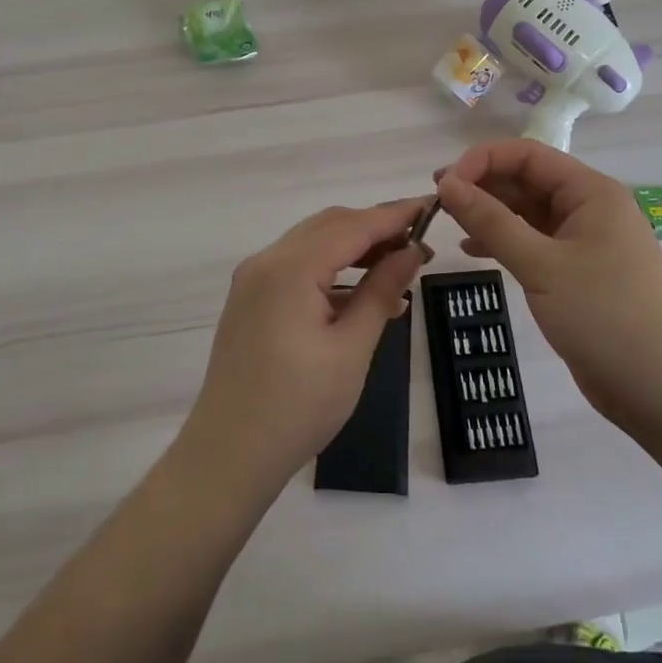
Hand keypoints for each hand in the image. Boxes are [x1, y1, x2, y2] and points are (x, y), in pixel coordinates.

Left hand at [184, 199, 428, 496]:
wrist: (229, 456)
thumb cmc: (298, 406)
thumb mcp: (352, 349)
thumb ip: (381, 291)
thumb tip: (412, 251)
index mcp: (290, 267)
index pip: (353, 226)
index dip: (394, 215)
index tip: (432, 206)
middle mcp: (266, 261)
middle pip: (330, 226)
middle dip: (376, 228)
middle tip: (420, 242)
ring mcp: (254, 280)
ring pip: (313, 244)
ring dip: (355, 248)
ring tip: (400, 267)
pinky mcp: (251, 300)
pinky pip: (298, 268)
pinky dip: (332, 271)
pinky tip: (365, 296)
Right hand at [436, 141, 661, 429]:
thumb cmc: (604, 315)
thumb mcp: (541, 265)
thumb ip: (491, 221)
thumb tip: (447, 183)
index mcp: (590, 191)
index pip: (527, 155)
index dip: (481, 161)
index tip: (443, 185)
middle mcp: (589, 208)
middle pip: (527, 180)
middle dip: (482, 186)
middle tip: (438, 204)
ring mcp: (585, 241)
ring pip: (528, 212)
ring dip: (490, 214)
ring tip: (449, 224)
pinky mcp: (579, 272)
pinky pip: (534, 242)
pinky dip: (505, 242)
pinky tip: (474, 252)